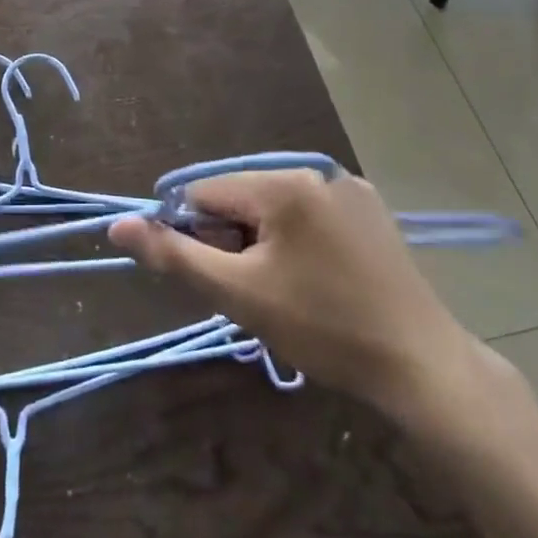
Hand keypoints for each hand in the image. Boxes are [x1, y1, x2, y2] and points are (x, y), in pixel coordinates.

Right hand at [109, 171, 479, 420]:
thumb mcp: (239, 295)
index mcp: (282, 184)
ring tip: (290, 291)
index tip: (220, 280)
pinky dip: (299, 238)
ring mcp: (349, 187)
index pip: (206, 193)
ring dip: (264, 241)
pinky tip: (320, 280)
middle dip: (234, 240)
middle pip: (242, 197)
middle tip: (258, 293)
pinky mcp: (371, 210)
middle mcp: (315, 170)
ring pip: (276, 206)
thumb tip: (116, 224)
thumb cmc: (323, 329)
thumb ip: (173, 255)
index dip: (198, 236)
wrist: (421, 367)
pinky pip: (311, 213)